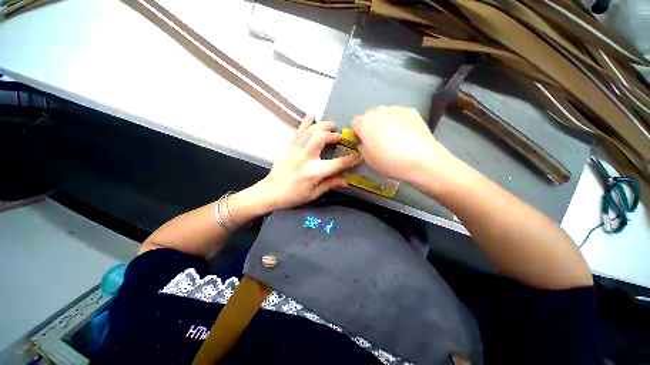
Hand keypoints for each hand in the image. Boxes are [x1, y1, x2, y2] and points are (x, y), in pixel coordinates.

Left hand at [254, 116, 360, 210]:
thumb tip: (345, 181)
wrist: (270, 192)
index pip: (337, 164)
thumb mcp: (313, 194)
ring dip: (322, 126)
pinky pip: (297, 132)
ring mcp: (295, 151)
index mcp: (314, 173)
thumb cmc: (293, 196)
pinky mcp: (288, 148)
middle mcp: (306, 158)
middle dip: (332, 135)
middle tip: (338, 136)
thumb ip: (330, 184)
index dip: (349, 160)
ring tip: (330, 125)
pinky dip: (305, 123)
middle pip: (321, 139)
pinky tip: (311, 116)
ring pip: (310, 132)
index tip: (357, 156)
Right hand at [352, 106, 460, 189]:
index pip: (355, 124)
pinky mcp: (411, 111)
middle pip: (370, 117)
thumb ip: (362, 147)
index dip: (358, 134)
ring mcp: (396, 109)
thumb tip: (366, 142)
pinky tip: (406, 135)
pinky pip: (399, 116)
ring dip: (385, 123)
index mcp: (364, 123)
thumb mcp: (368, 159)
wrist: (421, 160)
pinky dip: (399, 122)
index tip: (364, 144)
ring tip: (395, 138)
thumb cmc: (389, 162)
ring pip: (385, 115)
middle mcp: (378, 111)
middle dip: (371, 127)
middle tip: (379, 141)